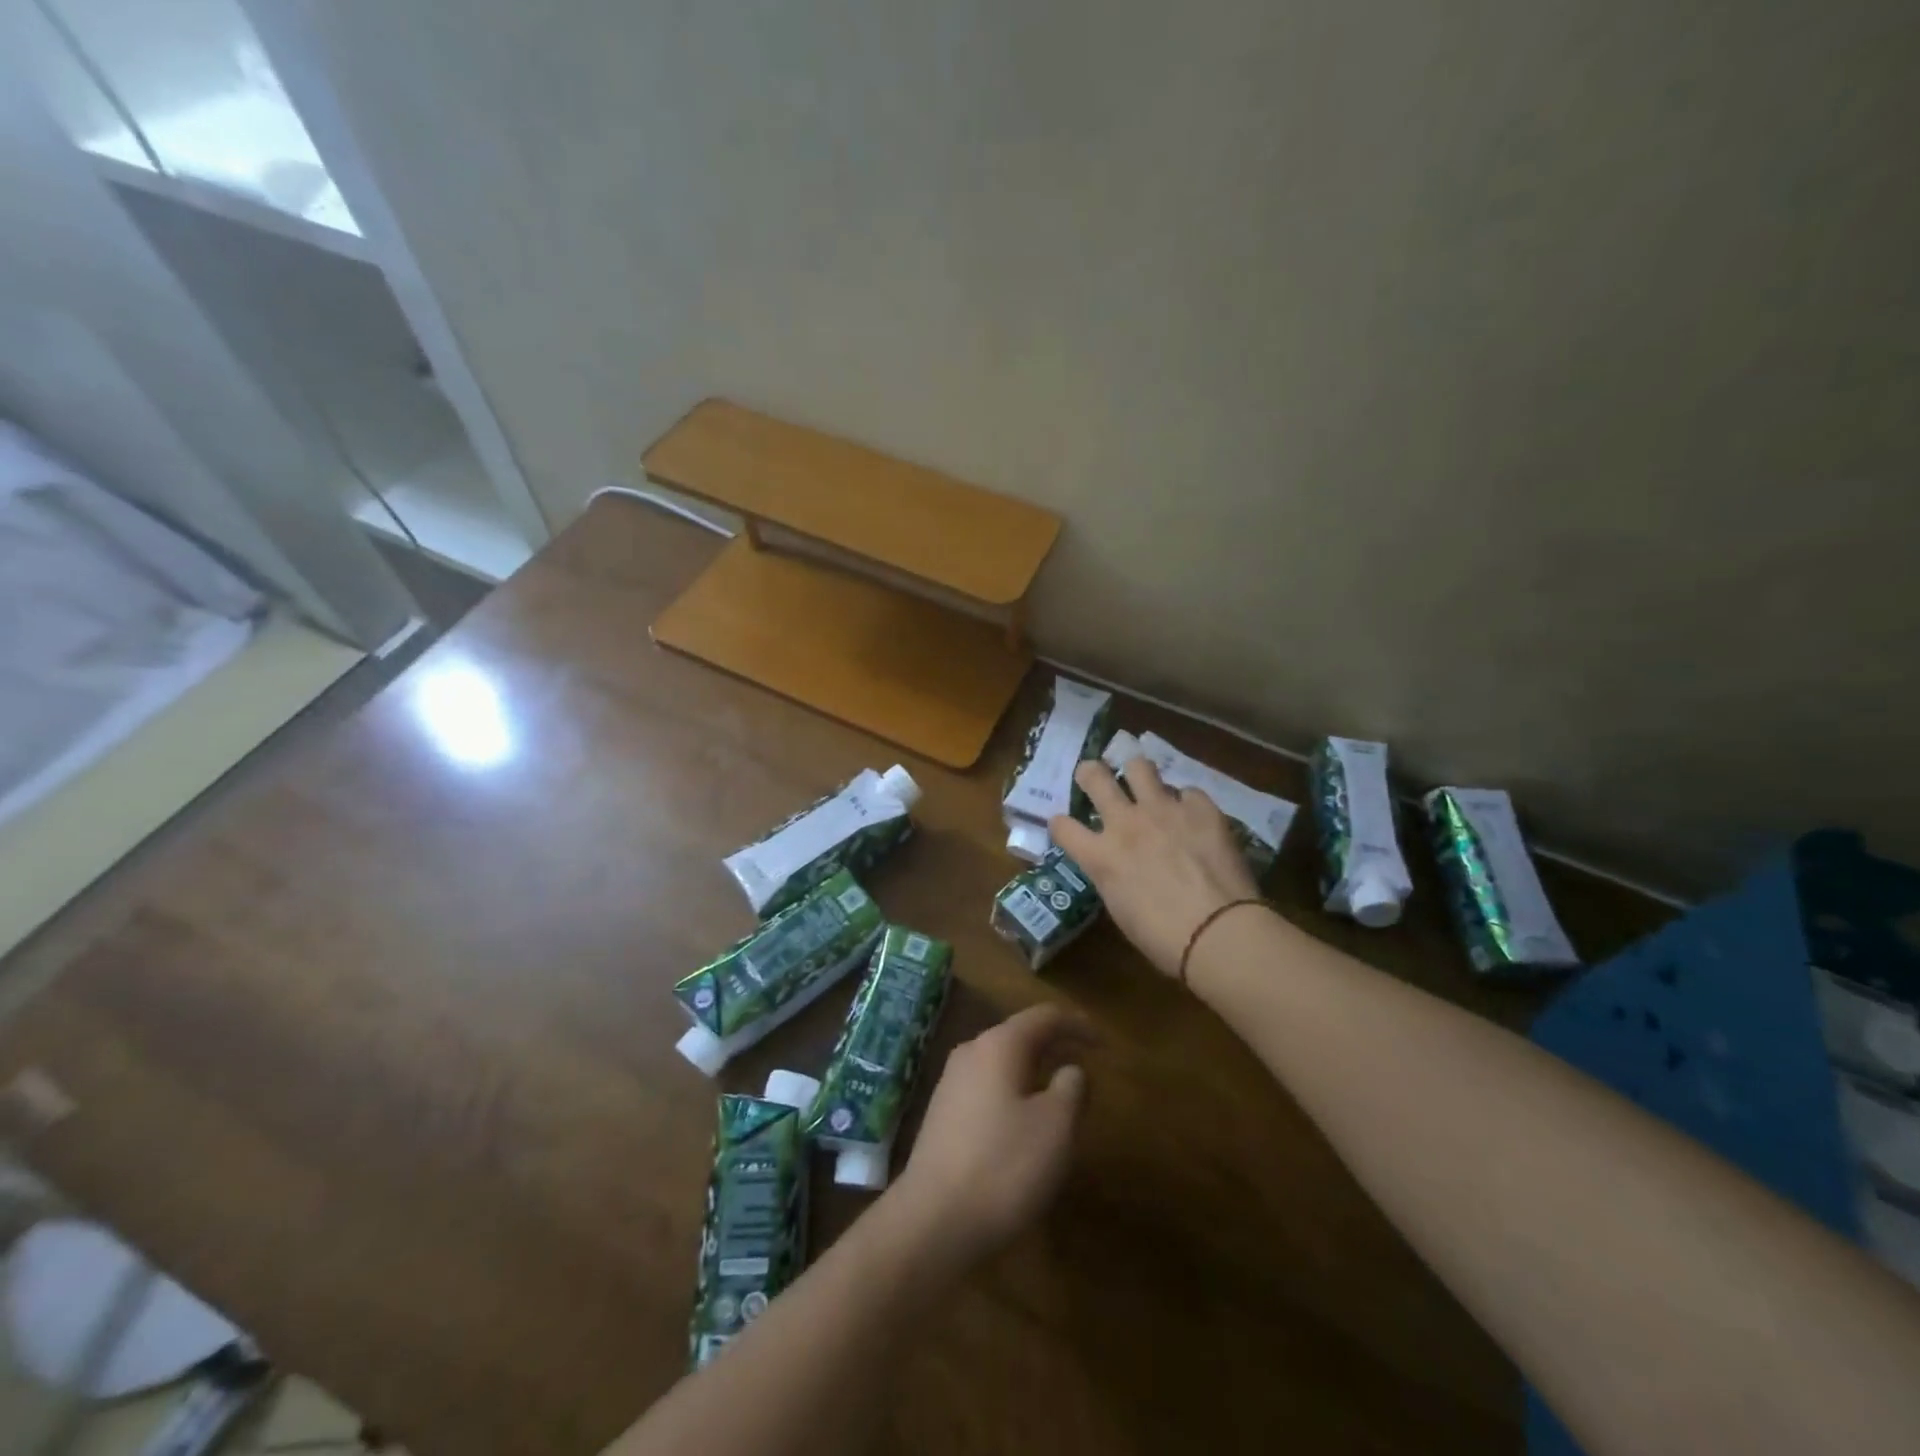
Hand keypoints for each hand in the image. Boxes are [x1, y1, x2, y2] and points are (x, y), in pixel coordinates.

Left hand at [892, 1004, 1090, 1265]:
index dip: (1077, 1025)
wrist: (932, 1222)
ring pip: (1002, 1065)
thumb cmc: (1003, 1167)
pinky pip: (987, 1089)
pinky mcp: (942, 1115)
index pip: (1044, 1017)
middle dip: (1054, 1048)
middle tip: (1085, 1068)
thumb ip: (1071, 1088)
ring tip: (1060, 1098)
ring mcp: (951, 1083)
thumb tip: (1071, 1069)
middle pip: (1020, 1037)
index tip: (1104, 1044)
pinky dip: (1014, 1095)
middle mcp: (971, 1053)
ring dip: (1034, 1073)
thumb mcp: (1056, 1127)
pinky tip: (1024, 1125)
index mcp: (999, 1045)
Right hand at [1050, 756, 1259, 977]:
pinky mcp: (1200, 808)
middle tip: (1095, 777)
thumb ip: (1113, 876)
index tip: (1066, 826)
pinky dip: (1186, 803)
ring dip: (1137, 774)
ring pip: (1139, 766)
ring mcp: (1164, 810)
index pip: (1062, 826)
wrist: (1218, 932)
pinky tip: (1193, 818)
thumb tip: (1119, 865)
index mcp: (1101, 856)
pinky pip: (1188, 792)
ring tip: (1144, 784)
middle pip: (1094, 776)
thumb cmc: (1163, 938)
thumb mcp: (1121, 909)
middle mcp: (1126, 823)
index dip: (1061, 824)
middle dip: (1090, 773)